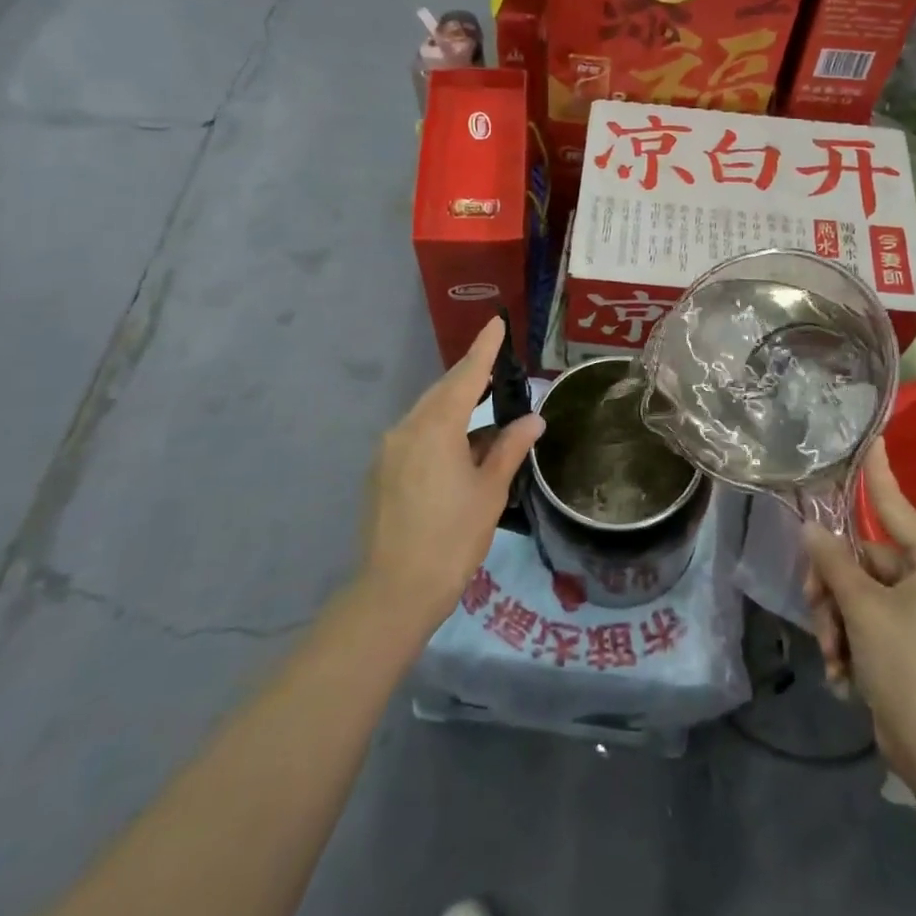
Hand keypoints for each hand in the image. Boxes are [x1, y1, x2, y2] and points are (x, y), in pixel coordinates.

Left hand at [360, 317, 544, 637]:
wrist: (393, 592)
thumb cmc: (451, 539)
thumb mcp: (489, 491)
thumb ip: (510, 448)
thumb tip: (533, 419)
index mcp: (435, 428)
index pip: (466, 377)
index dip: (484, 350)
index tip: (496, 323)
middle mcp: (406, 428)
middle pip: (443, 391)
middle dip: (470, 376)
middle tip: (497, 365)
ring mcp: (389, 450)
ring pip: (428, 413)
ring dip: (456, 405)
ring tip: (485, 405)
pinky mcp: (382, 471)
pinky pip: (416, 434)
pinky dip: (440, 429)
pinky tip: (460, 445)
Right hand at [803, 442, 915, 778]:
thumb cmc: (907, 665)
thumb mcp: (861, 608)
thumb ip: (833, 562)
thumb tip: (810, 528)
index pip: (896, 507)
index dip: (879, 474)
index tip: (874, 438)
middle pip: (864, 562)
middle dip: (834, 590)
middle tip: (816, 611)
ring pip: (860, 595)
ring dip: (837, 622)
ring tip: (831, 655)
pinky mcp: (913, 644)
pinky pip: (869, 623)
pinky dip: (850, 643)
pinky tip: (841, 674)